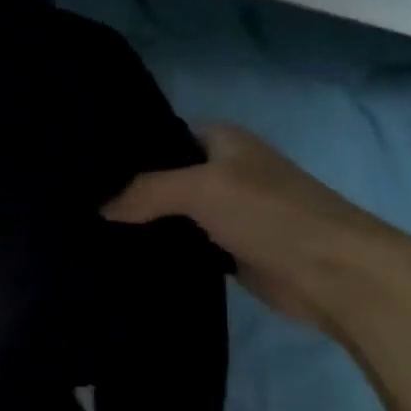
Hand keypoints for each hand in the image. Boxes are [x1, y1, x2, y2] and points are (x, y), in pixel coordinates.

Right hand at [103, 124, 410, 332]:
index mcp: (223, 142)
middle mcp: (223, 172)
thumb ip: (146, 191)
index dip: (128, 151)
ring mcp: (224, 214)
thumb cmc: (271, 214)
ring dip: (141, 226)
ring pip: (170, 215)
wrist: (331, 272)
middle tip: (80, 206)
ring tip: (89, 232)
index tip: (85, 169)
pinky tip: (123, 259)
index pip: (163, 137)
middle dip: (127, 192)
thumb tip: (99, 208)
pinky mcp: (225, 251)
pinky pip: (181, 246)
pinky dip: (159, 252)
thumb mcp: (202, 189)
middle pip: (163, 179)